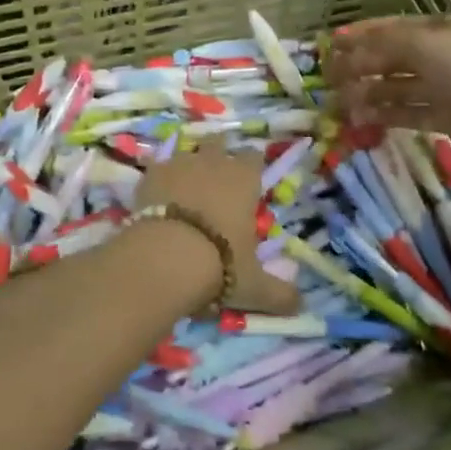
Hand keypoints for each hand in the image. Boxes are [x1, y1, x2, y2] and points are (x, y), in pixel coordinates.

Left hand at [133, 145, 298, 314]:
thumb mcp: (254, 286)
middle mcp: (213, 162)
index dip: (252, 166)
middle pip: (218, 143)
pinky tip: (157, 199)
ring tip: (184, 189)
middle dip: (218, 154)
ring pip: (186, 153)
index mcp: (244, 179)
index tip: (249, 179)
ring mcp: (179, 164)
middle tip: (216, 178)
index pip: (254, 157)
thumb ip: (279, 294)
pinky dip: (159, 180)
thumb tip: (300, 305)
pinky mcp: (149, 174)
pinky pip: (158, 169)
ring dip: (187, 166)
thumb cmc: (220, 265)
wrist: (165, 257)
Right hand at [326, 15, 450, 160]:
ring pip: (396, 89)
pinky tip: (362, 121)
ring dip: (368, 94)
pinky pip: (408, 113)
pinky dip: (385, 116)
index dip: (358, 36)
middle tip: (328, 82)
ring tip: (340, 106)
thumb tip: (346, 53)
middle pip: (389, 60)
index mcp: (434, 30)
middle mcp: (437, 56)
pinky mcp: (446, 118)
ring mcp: (442, 88)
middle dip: (358, 68)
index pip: (389, 29)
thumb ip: (382, 47)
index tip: (329, 46)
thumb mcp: (424, 45)